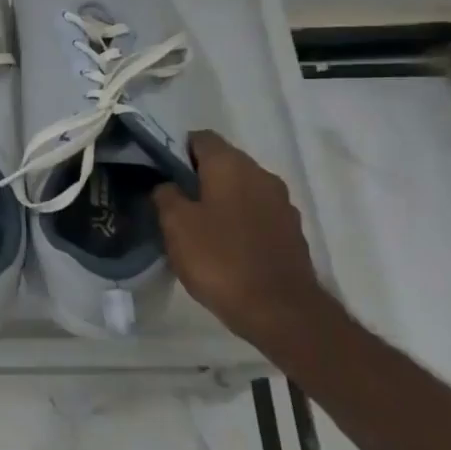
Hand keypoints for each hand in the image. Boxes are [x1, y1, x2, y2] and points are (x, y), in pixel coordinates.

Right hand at [154, 131, 330, 343]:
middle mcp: (262, 175)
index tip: (159, 172)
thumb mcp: (176, 225)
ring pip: (241, 189)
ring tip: (196, 226)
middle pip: (223, 162)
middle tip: (172, 201)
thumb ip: (166, 195)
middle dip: (197, 176)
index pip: (200, 138)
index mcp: (232, 165)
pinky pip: (256, 214)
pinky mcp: (291, 232)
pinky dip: (238, 221)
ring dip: (219, 200)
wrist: (281, 311)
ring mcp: (282, 204)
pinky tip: (223, 245)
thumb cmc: (220, 259)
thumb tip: (168, 185)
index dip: (176, 149)